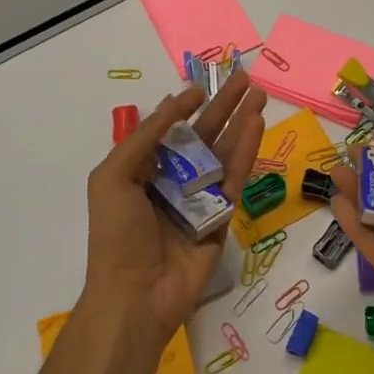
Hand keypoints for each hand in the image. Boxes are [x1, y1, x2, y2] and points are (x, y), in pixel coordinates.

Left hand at [83, 69, 266, 349]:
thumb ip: (145, 137)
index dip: (185, 106)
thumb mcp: (114, 176)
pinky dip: (246, 150)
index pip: (169, 130)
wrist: (136, 295)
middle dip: (223, 106)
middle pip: (203, 135)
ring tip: (258, 94)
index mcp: (143, 170)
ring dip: (241, 122)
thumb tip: (175, 102)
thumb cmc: (117, 233)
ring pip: (224, 152)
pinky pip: (235, 177)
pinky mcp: (223, 216)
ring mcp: (200, 198)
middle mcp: (174, 180)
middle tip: (245, 79)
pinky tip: (256, 125)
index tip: (201, 87)